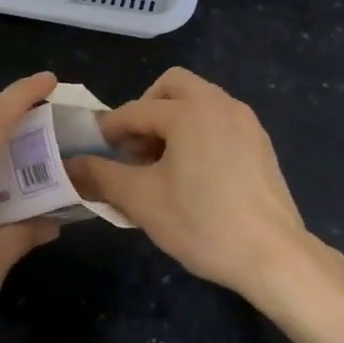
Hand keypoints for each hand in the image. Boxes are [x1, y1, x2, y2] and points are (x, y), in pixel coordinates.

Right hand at [66, 68, 323, 306]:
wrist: (274, 256)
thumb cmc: (202, 223)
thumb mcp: (142, 201)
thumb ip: (101, 176)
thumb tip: (69, 167)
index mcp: (189, 111)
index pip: (135, 111)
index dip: (109, 131)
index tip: (94, 152)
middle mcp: (219, 103)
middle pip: (172, 86)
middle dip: (146, 111)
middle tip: (135, 149)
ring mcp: (245, 120)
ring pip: (198, 101)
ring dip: (172, 121)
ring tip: (161, 164)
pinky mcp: (260, 141)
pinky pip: (219, 119)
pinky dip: (198, 131)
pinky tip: (194, 173)